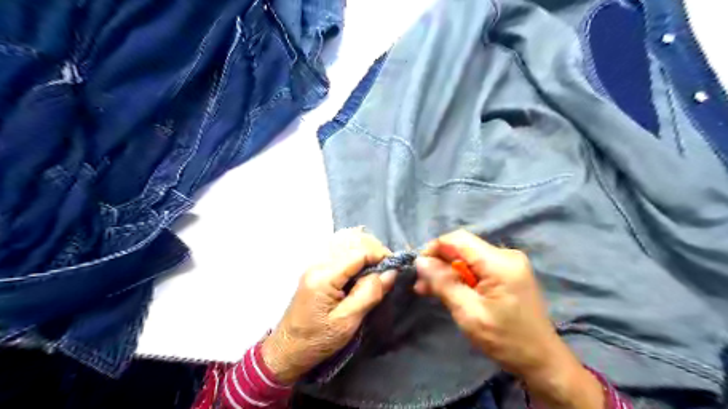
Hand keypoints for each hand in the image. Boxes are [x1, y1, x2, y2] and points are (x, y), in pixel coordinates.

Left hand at [261, 228, 397, 385]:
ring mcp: (315, 266)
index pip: (358, 253)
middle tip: (388, 271)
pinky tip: (362, 274)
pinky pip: (340, 256)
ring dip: (365, 255)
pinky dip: (356, 260)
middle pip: (352, 245)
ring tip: (378, 272)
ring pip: (347, 248)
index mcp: (324, 276)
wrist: (286, 350)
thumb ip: (369, 293)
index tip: (396, 267)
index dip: (380, 255)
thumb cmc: (317, 340)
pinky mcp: (316, 271)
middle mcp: (318, 264)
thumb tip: (390, 272)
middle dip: (374, 253)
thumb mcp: (347, 322)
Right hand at [412, 230, 605, 408]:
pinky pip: (477, 267)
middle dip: (439, 263)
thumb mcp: (469, 313)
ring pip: (467, 258)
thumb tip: (420, 261)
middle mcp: (506, 255)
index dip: (434, 248)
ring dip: (447, 272)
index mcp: (500, 262)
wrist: (542, 360)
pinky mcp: (508, 273)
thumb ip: (444, 283)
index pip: (458, 239)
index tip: (418, 268)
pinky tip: (447, 290)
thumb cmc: (506, 340)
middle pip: (462, 248)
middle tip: (420, 284)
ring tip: (426, 289)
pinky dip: (460, 277)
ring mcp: (508, 263)